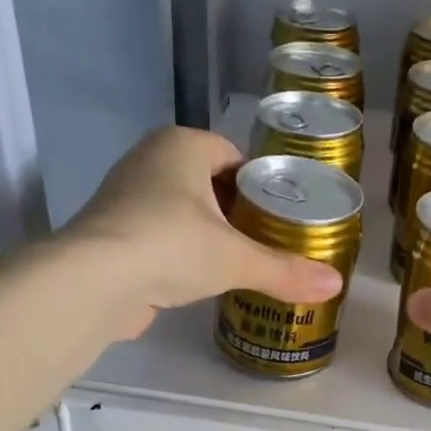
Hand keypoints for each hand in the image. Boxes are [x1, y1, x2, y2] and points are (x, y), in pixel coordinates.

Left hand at [65, 127, 343, 334]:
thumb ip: (285, 271)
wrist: (94, 281)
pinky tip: (198, 280)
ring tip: (237, 264)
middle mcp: (149, 159)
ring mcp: (125, 195)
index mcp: (182, 145)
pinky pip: (158, 235)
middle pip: (207, 182)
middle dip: (234, 211)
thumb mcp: (237, 259)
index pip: (233, 155)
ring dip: (206, 233)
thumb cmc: (172, 246)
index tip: (279, 217)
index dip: (259, 184)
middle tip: (265, 243)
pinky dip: (179, 253)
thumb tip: (336, 285)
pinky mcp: (112, 232)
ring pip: (181, 210)